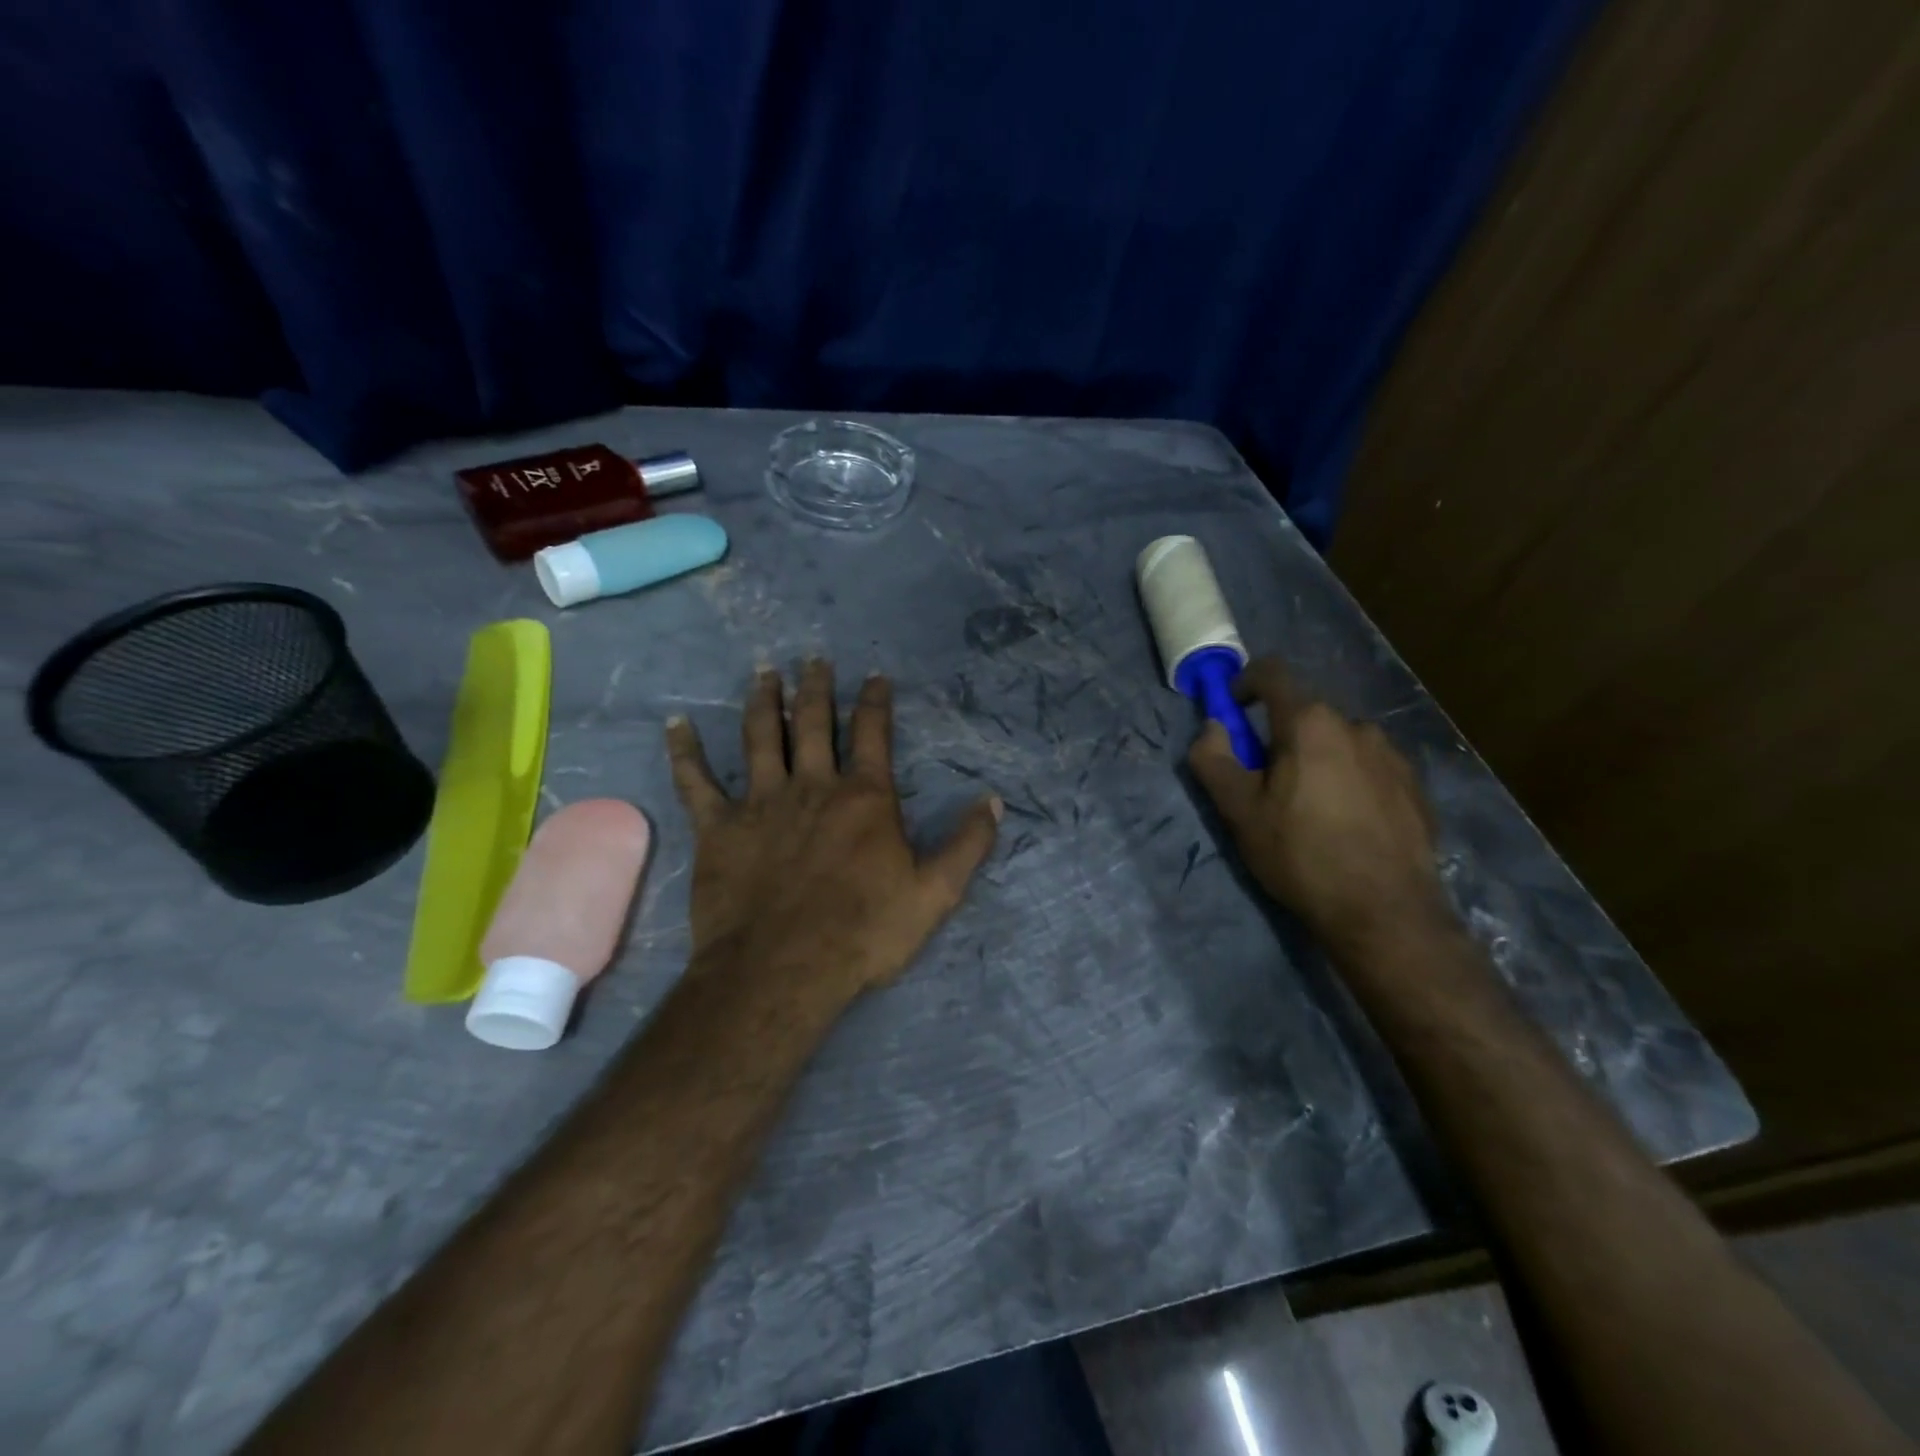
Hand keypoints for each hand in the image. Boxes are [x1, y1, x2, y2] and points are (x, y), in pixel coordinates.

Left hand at [665, 661, 1001, 1001]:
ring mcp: (761, 802)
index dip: (875, 701)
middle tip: (813, 659)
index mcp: (865, 798)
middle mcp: (813, 786)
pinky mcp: (719, 828)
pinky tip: (677, 724)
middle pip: (814, 723)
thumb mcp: (934, 894)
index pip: (873, 734)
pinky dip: (685, 751)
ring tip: (764, 672)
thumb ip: (966, 845)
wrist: (783, 970)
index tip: (874, 676)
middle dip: (816, 688)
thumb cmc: (863, 933)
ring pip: (762, 737)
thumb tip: (994, 801)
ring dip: (764, 701)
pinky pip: (696, 780)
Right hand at [1187, 658, 1447, 956]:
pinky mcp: (1415, 786)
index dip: (1244, 684)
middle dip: (1278, 736)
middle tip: (1265, 783)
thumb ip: (1214, 760)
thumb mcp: (1240, 812)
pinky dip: (1348, 780)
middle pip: (1305, 714)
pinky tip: (1345, 825)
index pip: (1272, 674)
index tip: (1232, 713)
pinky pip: (1369, 767)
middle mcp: (1356, 725)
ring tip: (1309, 809)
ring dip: (1316, 758)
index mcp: (1310, 723)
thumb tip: (1212, 726)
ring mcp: (1392, 755)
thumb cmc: (1301, 855)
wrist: (1386, 912)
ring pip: (1339, 742)